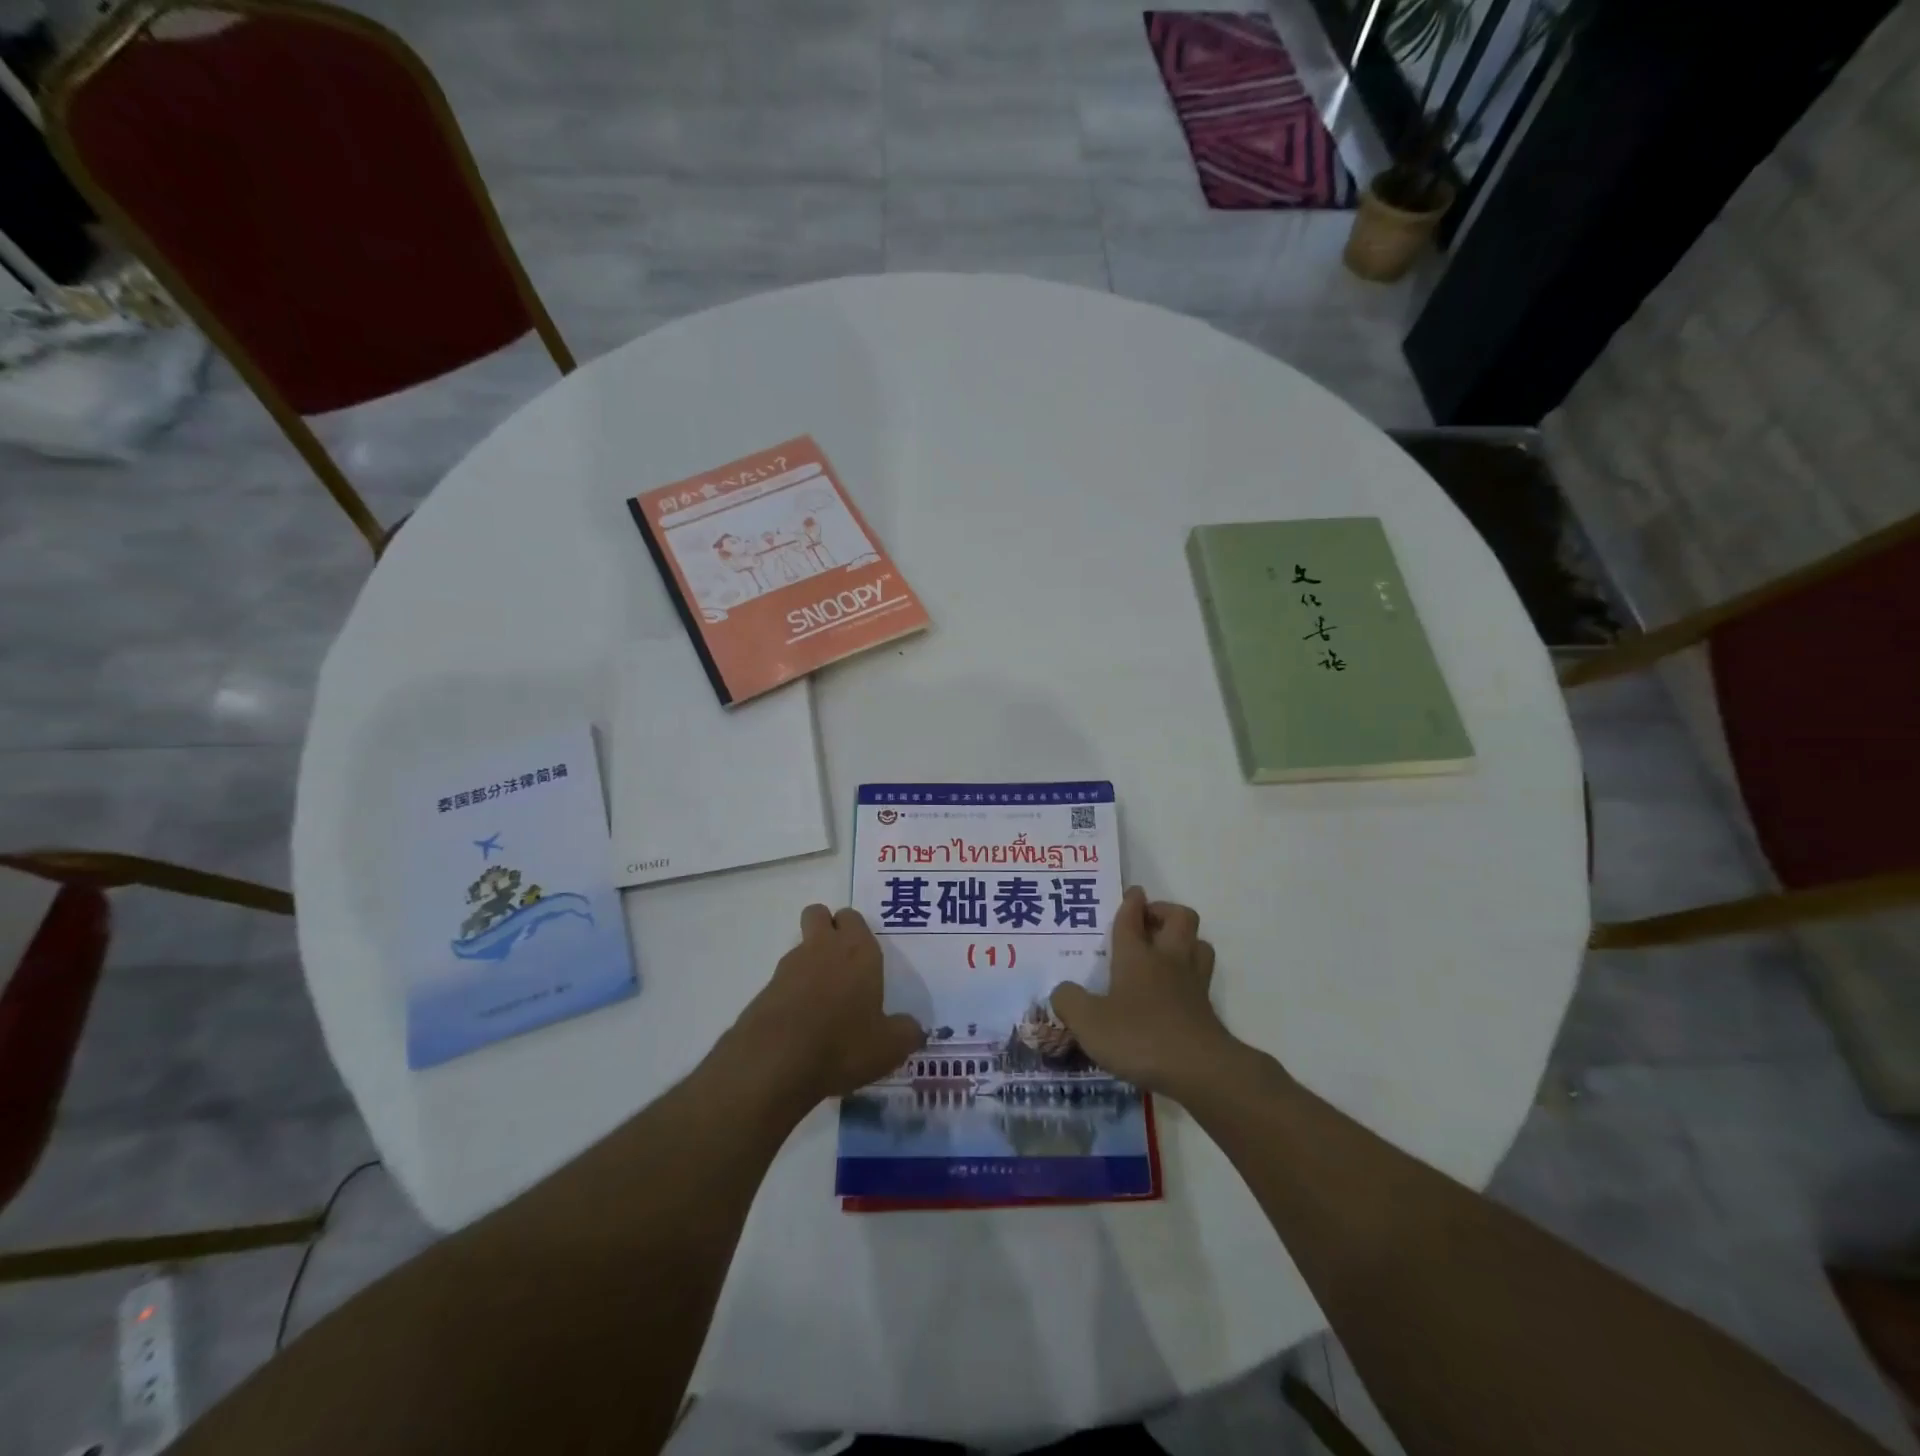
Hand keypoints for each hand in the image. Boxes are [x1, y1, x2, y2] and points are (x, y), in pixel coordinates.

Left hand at [732, 904, 925, 1108]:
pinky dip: (792, 996)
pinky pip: (783, 982)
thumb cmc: (843, 1044)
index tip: (864, 956)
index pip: (853, 917)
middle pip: (818, 914)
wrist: (775, 1063)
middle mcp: (822, 948)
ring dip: (810, 964)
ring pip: (800, 948)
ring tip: (823, 1005)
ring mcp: (788, 968)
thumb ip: (907, 1033)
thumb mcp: (889, 1047)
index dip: (856, 930)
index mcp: (858, 951)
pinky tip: (801, 1028)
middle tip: (841, 964)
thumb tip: (915, 1029)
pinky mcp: (764, 992)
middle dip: (826, 928)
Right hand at [1050, 887, 1231, 1098]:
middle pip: (1180, 918)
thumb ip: (1069, 1001)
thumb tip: (1061, 990)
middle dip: (1165, 912)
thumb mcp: (1089, 1022)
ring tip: (1166, 951)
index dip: (1131, 902)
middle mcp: (1168, 960)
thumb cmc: (1139, 1037)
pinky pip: (1202, 976)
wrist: (1199, 1070)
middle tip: (1147, 922)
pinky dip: (1191, 974)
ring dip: (1185, 940)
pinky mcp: (1207, 1009)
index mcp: (1136, 956)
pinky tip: (1175, 990)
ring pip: (1198, 944)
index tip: (1133, 893)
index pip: (1132, 917)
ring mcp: (1193, 983)